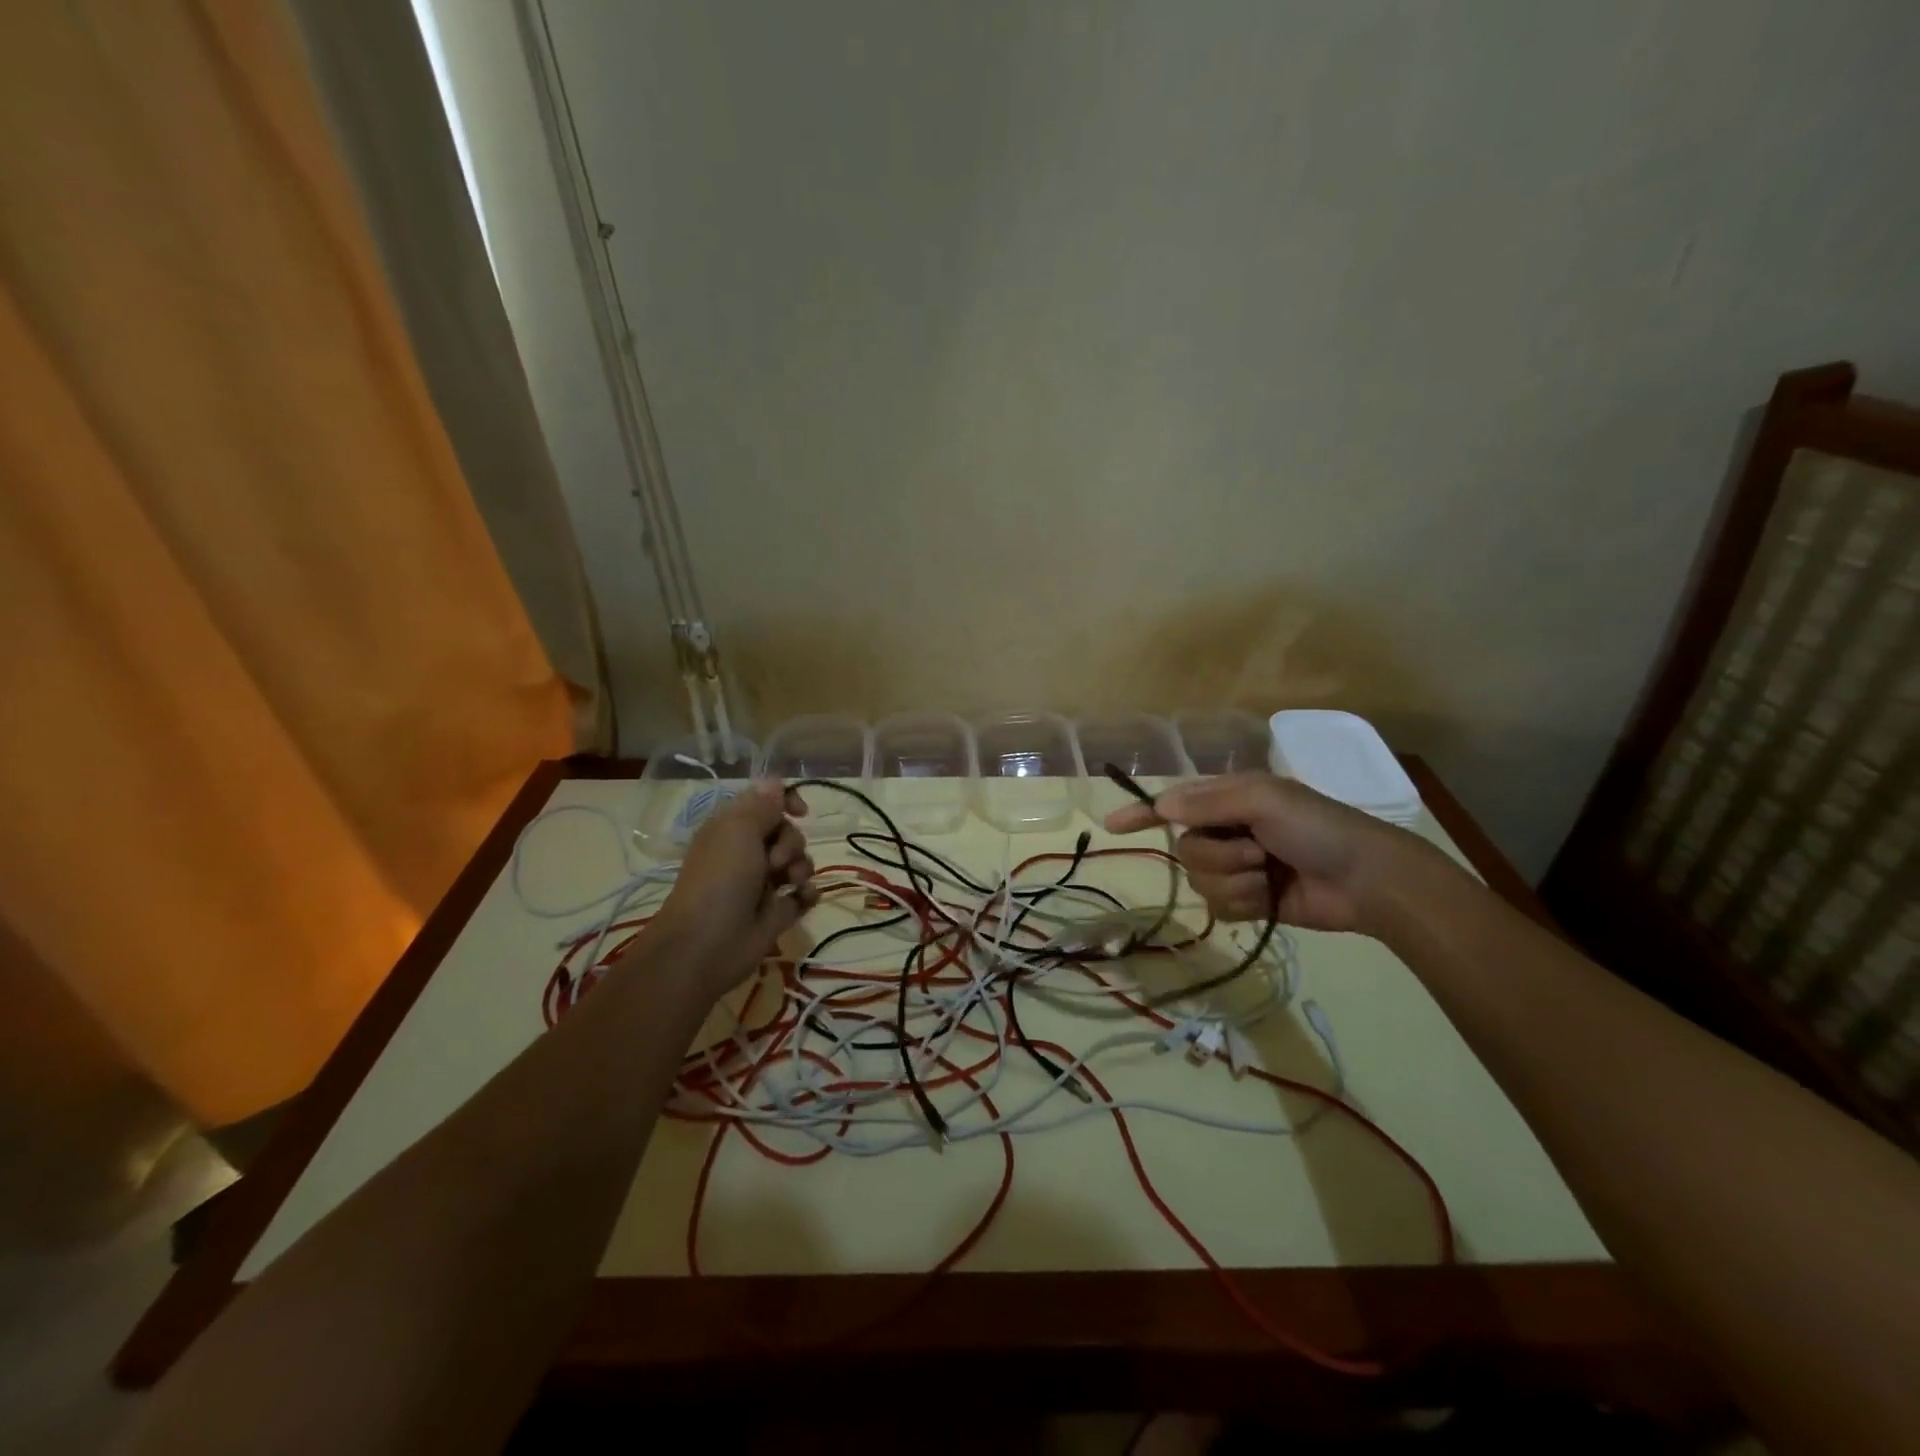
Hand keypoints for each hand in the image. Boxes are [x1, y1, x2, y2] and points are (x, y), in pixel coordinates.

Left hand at [643, 780, 816, 998]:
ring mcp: (764, 883)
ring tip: (790, 883)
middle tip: (774, 861)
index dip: (786, 802)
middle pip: (788, 832)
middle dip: (791, 843)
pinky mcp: (778, 912)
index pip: (766, 803)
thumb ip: (762, 805)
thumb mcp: (738, 829)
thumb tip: (776, 782)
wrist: (707, 945)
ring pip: (799, 862)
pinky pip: (804, 894)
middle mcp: (748, 852)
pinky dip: (808, 893)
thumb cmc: (720, 879)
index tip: (801, 812)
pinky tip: (804, 897)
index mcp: (733, 828)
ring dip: (802, 867)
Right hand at [1103, 771, 1432, 935]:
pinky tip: (1270, 899)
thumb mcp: (1264, 799)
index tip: (1112, 826)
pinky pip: (1218, 907)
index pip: (1172, 805)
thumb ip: (1208, 802)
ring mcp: (1237, 868)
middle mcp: (1226, 832)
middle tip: (1257, 852)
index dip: (1142, 814)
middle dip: (1219, 856)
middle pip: (1185, 850)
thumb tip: (1161, 806)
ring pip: (1200, 881)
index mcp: (1228, 800)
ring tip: (1269, 876)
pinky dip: (1244, 904)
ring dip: (1235, 881)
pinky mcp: (1249, 902)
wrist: (1367, 880)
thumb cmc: (1318, 828)